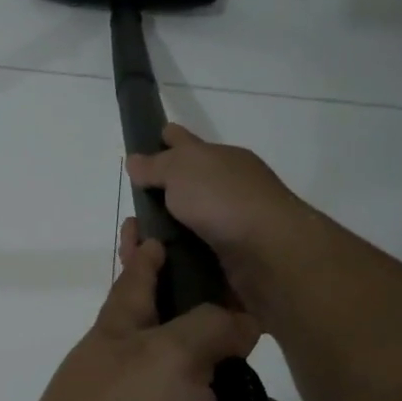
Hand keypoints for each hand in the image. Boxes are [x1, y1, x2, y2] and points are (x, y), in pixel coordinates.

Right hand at [124, 124, 313, 305]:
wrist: (269, 253)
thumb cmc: (224, 199)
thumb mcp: (182, 169)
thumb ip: (156, 165)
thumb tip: (135, 160)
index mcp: (222, 160)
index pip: (187, 143)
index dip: (169, 138)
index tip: (152, 139)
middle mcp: (229, 189)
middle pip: (189, 185)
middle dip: (162, 192)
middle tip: (132, 207)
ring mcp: (232, 225)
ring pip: (189, 223)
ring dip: (166, 230)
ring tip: (136, 242)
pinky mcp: (231, 259)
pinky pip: (194, 253)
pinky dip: (176, 256)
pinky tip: (157, 262)